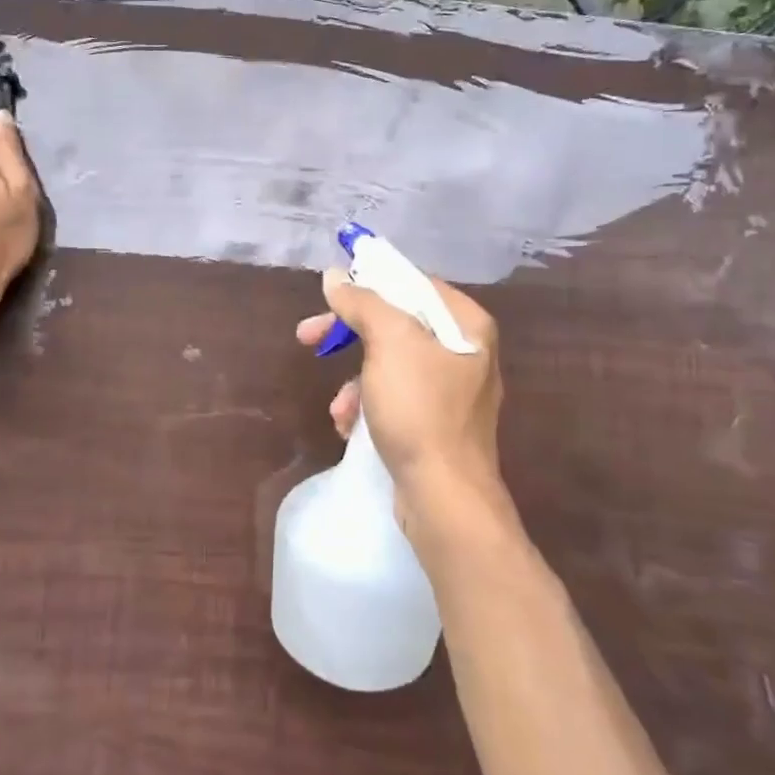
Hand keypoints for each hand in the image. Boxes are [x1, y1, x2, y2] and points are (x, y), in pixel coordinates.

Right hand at [296, 269, 519, 557]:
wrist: (444, 497)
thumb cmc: (420, 410)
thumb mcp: (389, 343)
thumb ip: (363, 303)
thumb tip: (335, 277)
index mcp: (467, 325)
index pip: (414, 283)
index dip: (369, 284)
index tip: (330, 295)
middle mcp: (465, 352)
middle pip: (397, 324)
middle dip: (349, 334)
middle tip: (307, 336)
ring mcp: (452, 392)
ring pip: (389, 364)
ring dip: (354, 380)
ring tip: (339, 406)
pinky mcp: (436, 425)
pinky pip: (395, 398)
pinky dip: (368, 406)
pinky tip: (348, 426)